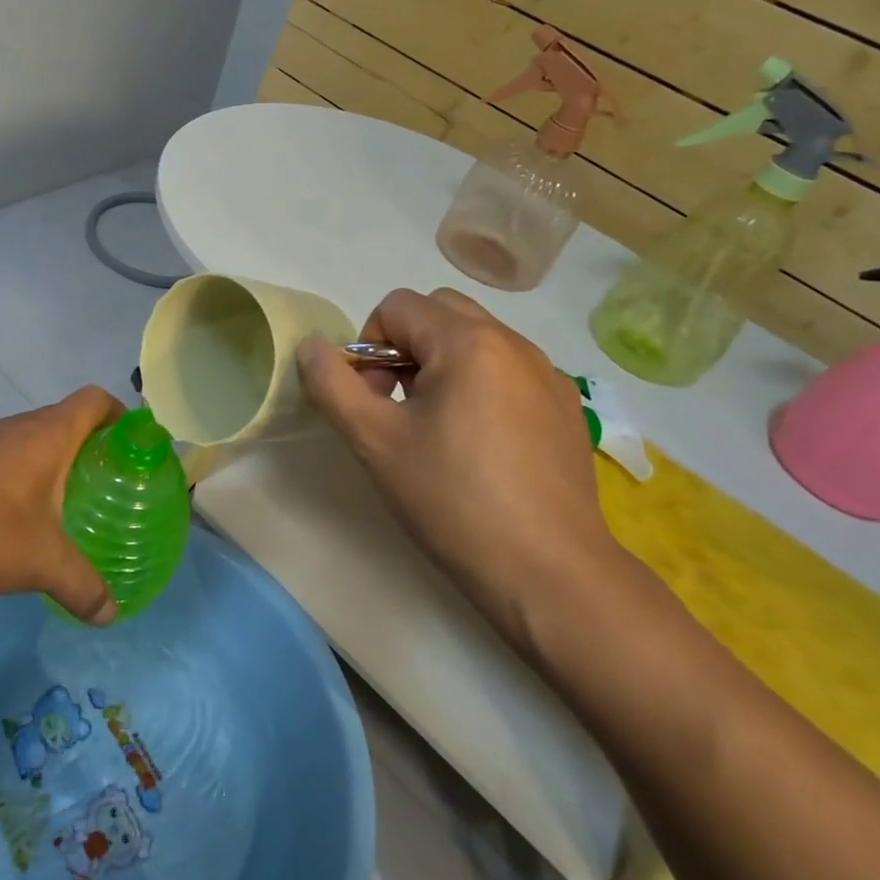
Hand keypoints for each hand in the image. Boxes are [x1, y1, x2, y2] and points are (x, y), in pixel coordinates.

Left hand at [0, 387, 123, 625]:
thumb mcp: (41, 563)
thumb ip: (82, 586)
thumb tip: (111, 614)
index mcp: (49, 434)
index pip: (96, 400)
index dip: (119, 415)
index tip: (131, 446)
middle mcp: (17, 425)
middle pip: (65, 420)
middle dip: (88, 448)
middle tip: (103, 486)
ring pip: (28, 440)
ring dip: (48, 463)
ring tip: (58, 506)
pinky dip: (14, 476)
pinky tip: (7, 518)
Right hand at [296, 288, 619, 650]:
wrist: (549, 572)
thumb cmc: (453, 500)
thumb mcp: (375, 441)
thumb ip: (332, 385)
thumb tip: (313, 347)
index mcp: (468, 342)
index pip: (397, 306)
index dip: (369, 346)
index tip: (372, 401)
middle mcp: (513, 343)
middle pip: (439, 312)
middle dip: (405, 347)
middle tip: (398, 406)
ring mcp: (548, 374)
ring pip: (476, 340)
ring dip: (442, 364)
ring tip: (437, 428)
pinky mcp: (566, 407)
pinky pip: (509, 371)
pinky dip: (481, 385)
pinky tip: (482, 446)